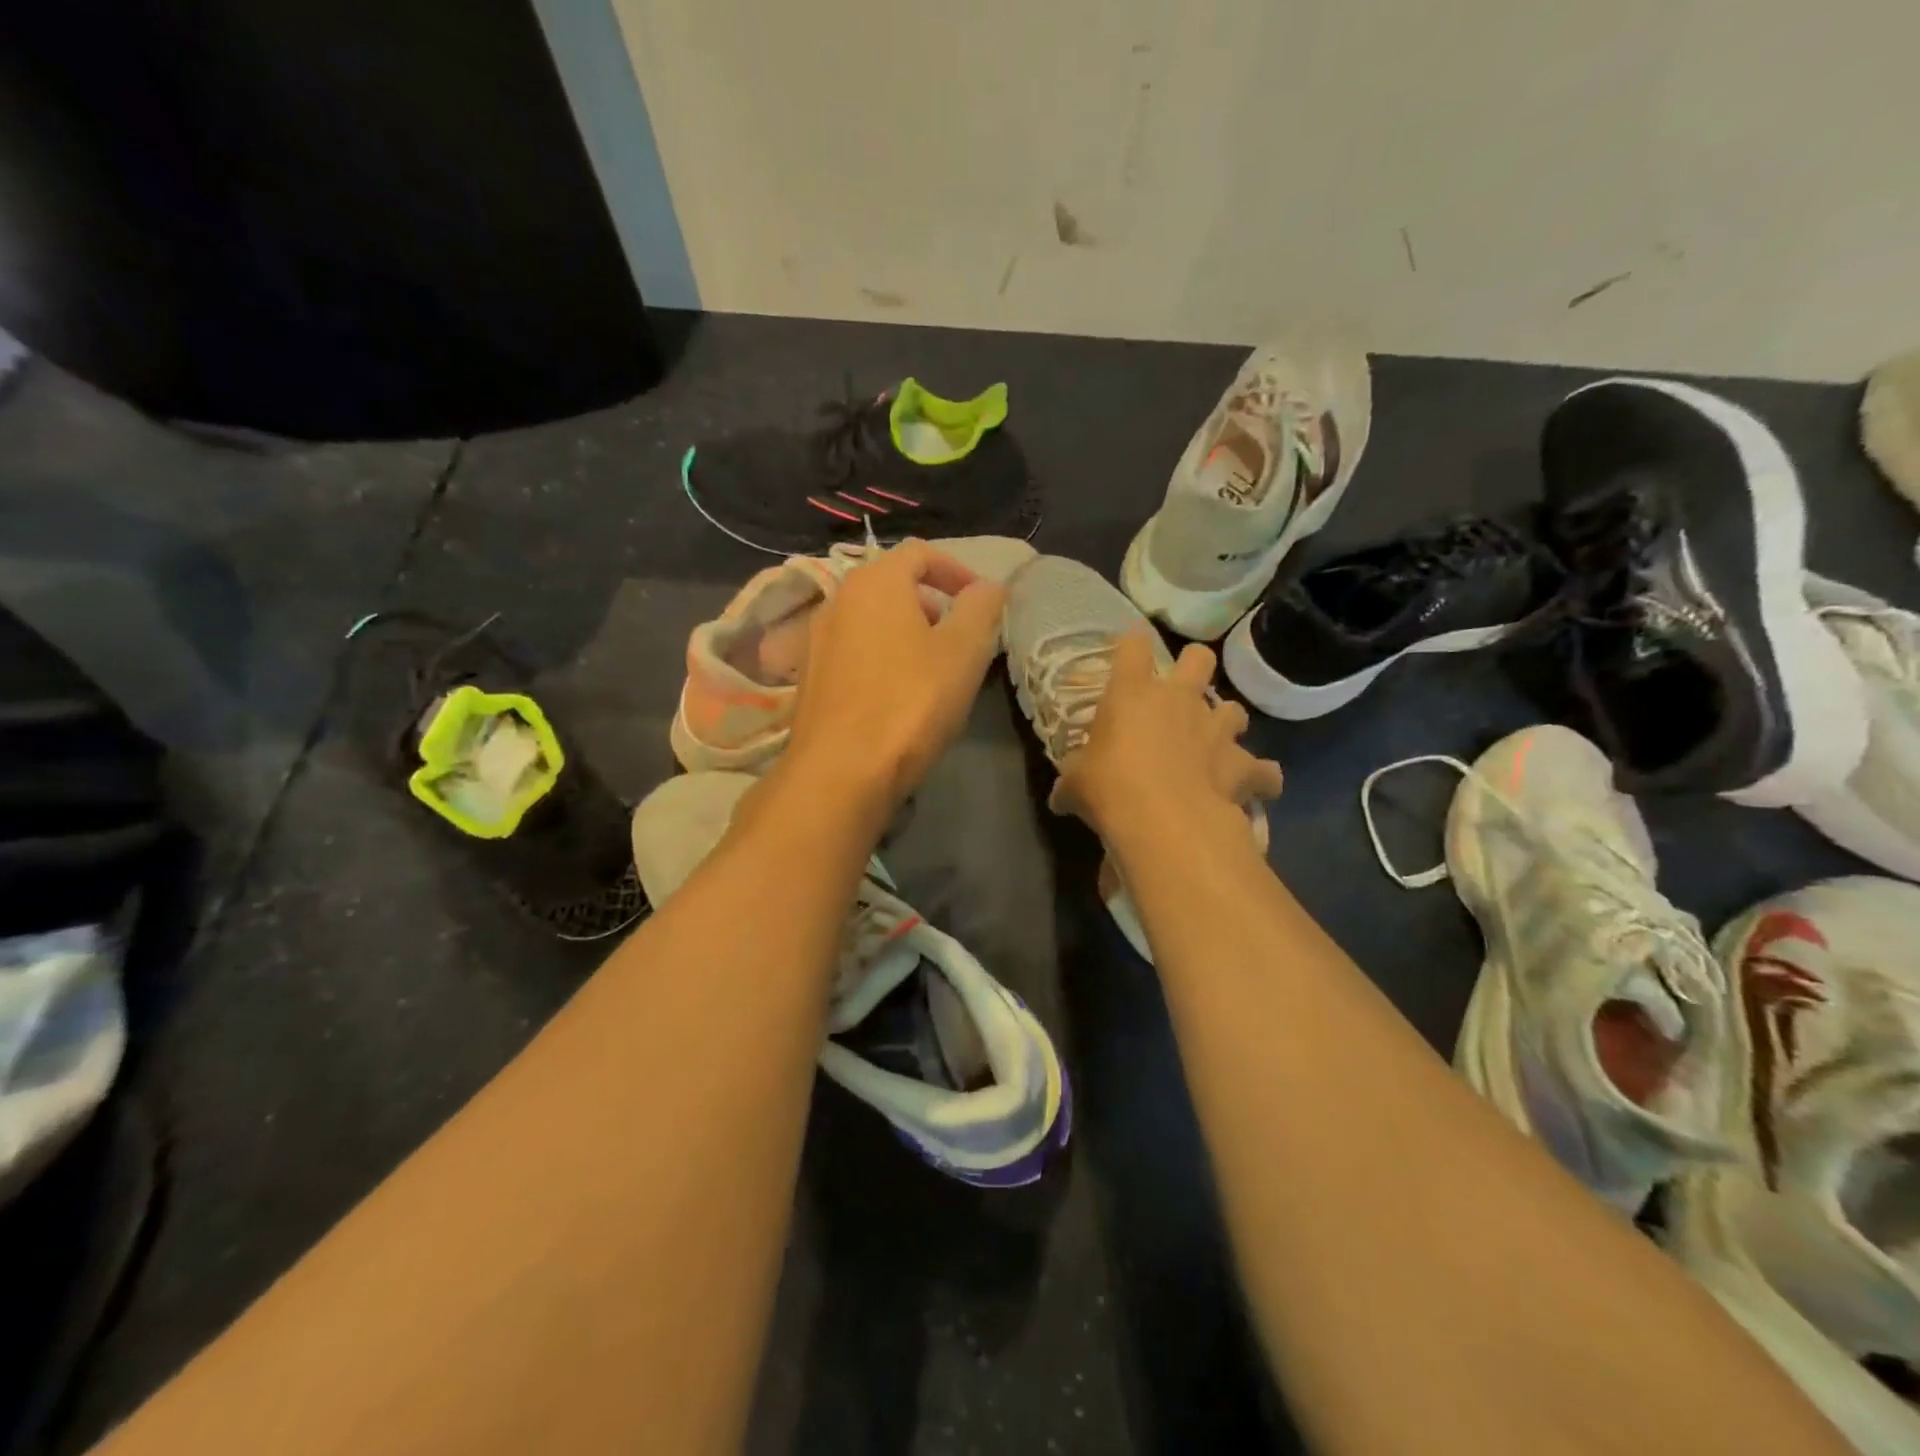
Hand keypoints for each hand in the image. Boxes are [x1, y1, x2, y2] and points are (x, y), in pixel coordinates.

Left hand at [780, 539, 1006, 816]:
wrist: (841, 770)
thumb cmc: (911, 701)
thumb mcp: (964, 650)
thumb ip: (982, 607)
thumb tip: (988, 586)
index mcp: (875, 581)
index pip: (920, 553)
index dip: (957, 569)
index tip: (981, 601)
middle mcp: (838, 600)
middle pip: (892, 584)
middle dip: (932, 602)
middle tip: (960, 636)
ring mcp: (817, 640)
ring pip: (871, 620)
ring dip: (907, 632)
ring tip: (933, 668)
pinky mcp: (810, 678)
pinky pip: (855, 651)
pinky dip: (882, 656)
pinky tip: (898, 695)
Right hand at [1051, 628, 1282, 845]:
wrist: (1164, 820)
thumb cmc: (1109, 788)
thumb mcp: (1075, 785)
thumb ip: (1071, 784)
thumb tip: (1059, 799)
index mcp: (1132, 694)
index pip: (1132, 647)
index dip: (1131, 645)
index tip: (1129, 652)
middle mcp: (1180, 700)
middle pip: (1199, 657)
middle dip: (1195, 666)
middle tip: (1184, 690)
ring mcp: (1216, 729)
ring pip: (1235, 709)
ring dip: (1226, 724)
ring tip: (1217, 745)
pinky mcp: (1243, 764)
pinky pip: (1265, 770)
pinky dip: (1262, 778)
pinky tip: (1255, 789)